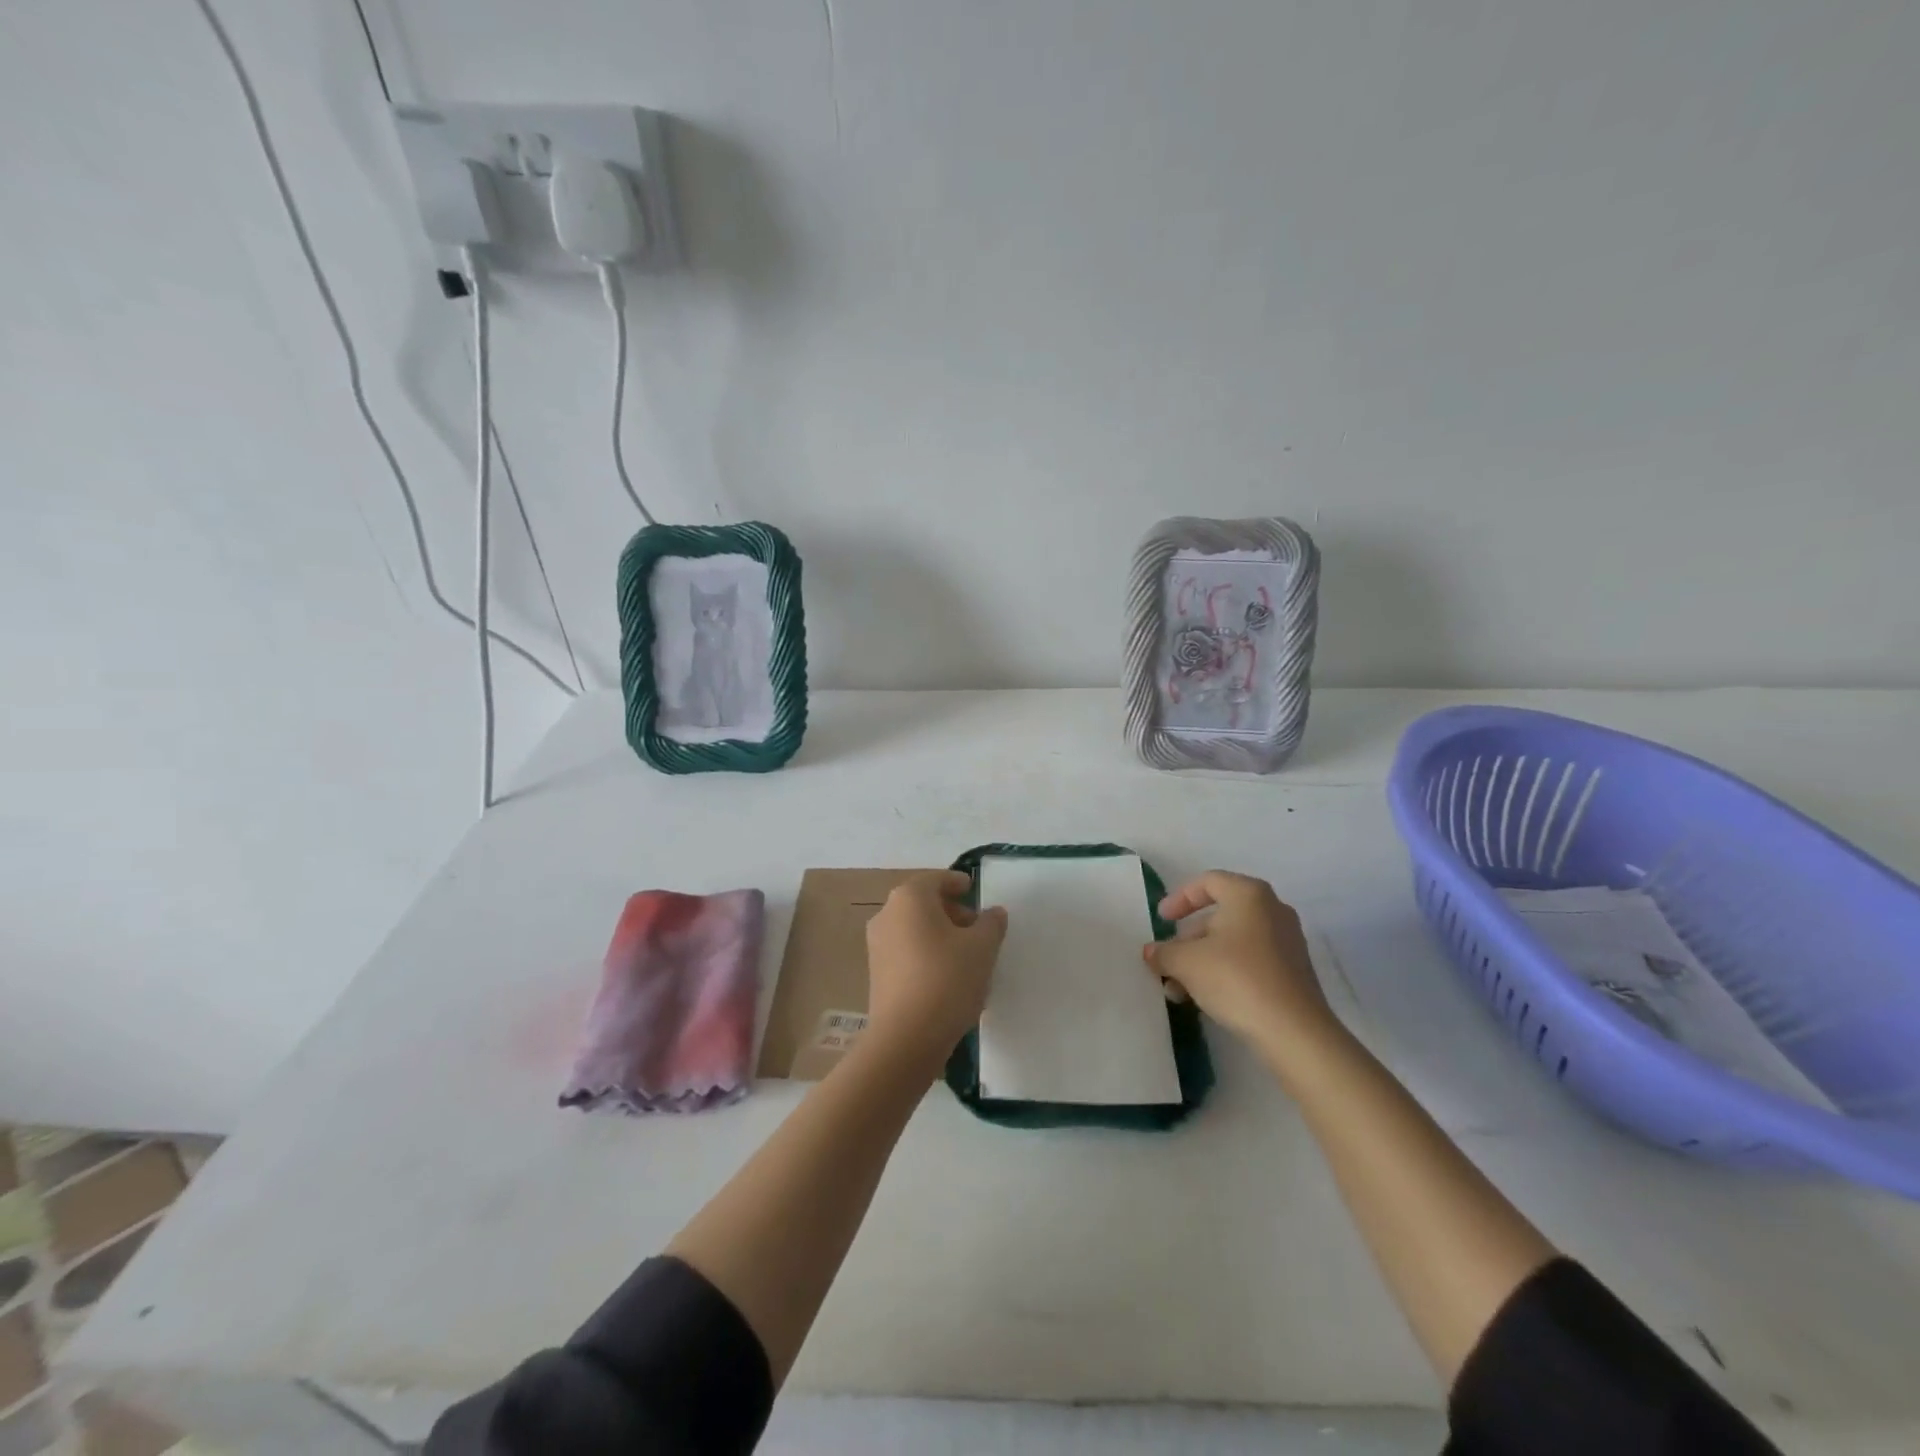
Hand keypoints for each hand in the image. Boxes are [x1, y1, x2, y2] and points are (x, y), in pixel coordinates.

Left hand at [865, 871, 1007, 1074]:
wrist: (906, 1038)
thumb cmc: (947, 979)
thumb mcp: (982, 947)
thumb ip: (991, 923)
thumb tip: (993, 913)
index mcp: (909, 898)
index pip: (936, 879)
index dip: (958, 883)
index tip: (975, 892)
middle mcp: (887, 915)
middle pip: (924, 903)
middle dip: (953, 912)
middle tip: (979, 929)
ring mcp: (877, 945)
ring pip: (915, 930)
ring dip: (941, 936)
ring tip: (969, 958)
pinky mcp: (877, 974)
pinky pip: (907, 953)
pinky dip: (928, 955)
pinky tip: (949, 979)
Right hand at [1143, 871, 1344, 1067]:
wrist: (1294, 1032)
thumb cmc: (1236, 979)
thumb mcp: (1186, 962)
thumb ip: (1163, 953)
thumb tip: (1152, 953)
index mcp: (1248, 895)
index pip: (1207, 882)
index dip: (1179, 898)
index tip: (1162, 920)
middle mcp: (1272, 910)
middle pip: (1220, 915)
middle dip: (1188, 939)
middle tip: (1168, 960)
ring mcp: (1287, 942)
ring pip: (1233, 942)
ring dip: (1203, 960)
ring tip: (1179, 989)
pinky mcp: (1293, 972)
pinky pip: (1250, 961)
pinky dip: (1225, 972)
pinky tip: (1206, 998)